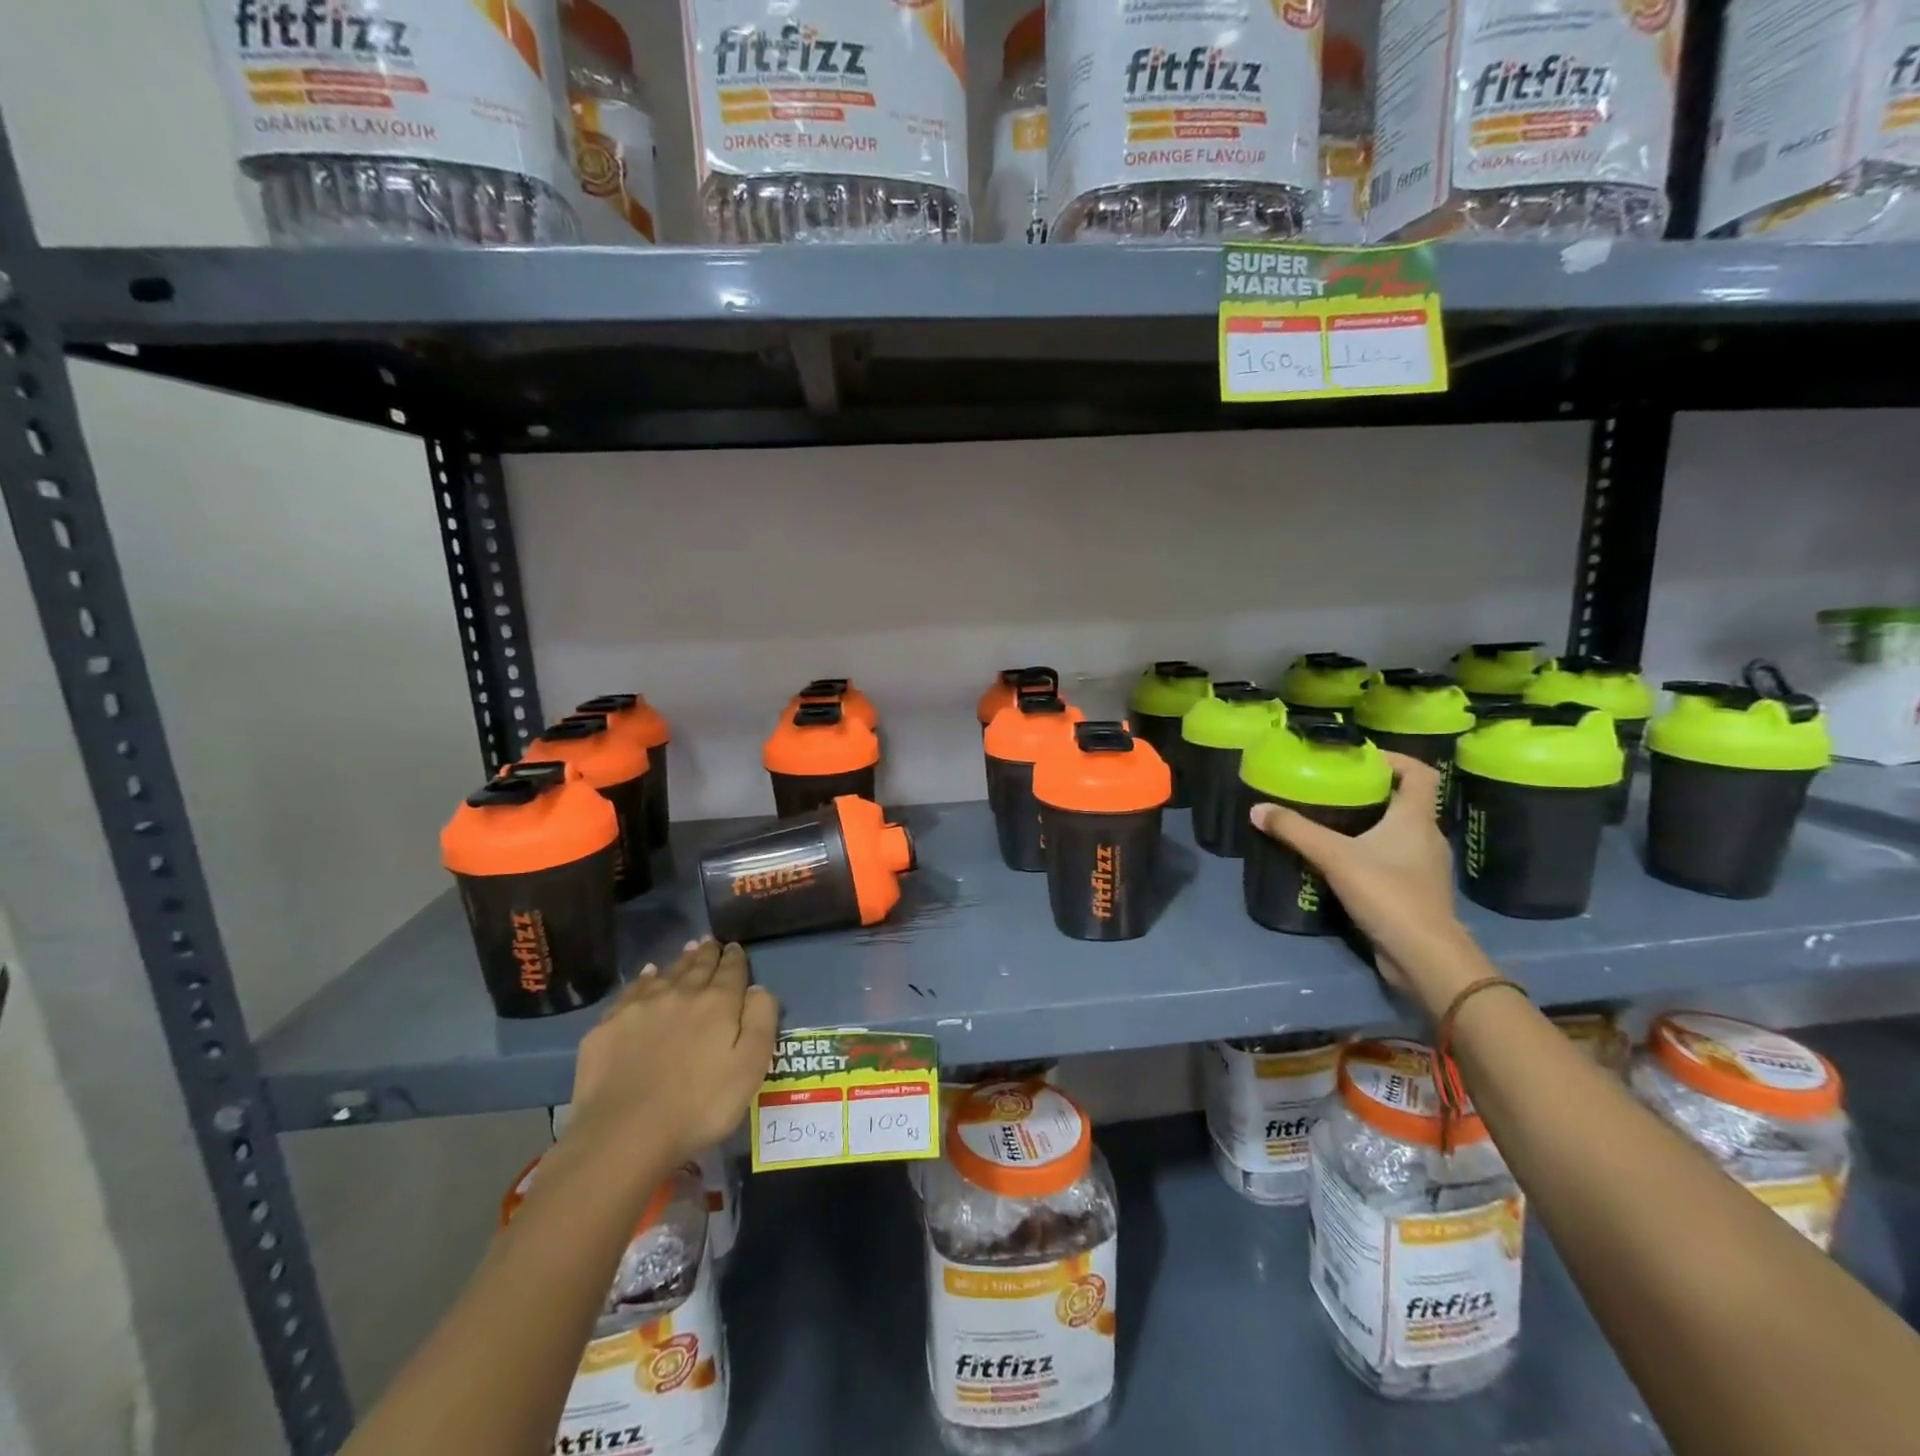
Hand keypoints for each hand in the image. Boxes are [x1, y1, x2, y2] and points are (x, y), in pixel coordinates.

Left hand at [565, 939, 778, 1163]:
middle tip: (711, 941)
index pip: (731, 971)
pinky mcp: (609, 1026)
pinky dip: (644, 979)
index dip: (735, 958)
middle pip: (698, 967)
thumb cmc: (699, 1106)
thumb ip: (761, 1021)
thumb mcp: (750, 1068)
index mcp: (718, 1003)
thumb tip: (758, 988)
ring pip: (666, 974)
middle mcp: (680, 994)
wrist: (624, 1135)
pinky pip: (632, 991)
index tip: (735, 947)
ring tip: (687, 950)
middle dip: (707, 953)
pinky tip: (648, 975)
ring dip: (680, 961)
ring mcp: (640, 1007)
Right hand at [1249, 753, 1482, 1016]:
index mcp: (1416, 819)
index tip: (1363, 758)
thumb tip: (1257, 809)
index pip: (1419, 774)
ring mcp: (1425, 868)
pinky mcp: (1417, 894)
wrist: (1424, 956)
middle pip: (1406, 803)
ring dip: (1371, 825)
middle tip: (1336, 789)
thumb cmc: (1388, 893)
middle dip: (1373, 793)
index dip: (1395, 760)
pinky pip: (1394, 861)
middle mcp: (1427, 838)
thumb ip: (1295, 831)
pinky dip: (1372, 855)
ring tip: (1333, 824)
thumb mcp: (1334, 856)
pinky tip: (1343, 864)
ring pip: (1399, 834)